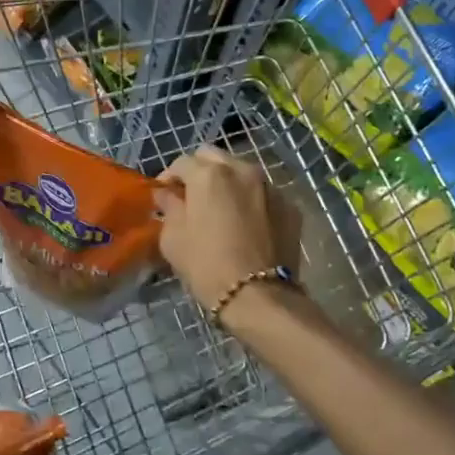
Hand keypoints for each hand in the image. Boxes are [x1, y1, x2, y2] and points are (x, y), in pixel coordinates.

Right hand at [154, 147, 301, 315]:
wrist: (258, 296)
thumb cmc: (206, 265)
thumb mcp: (173, 238)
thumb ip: (168, 208)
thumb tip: (166, 194)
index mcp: (209, 174)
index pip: (182, 162)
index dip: (169, 177)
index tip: (164, 195)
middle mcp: (242, 170)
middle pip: (214, 158)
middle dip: (200, 171)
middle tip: (192, 196)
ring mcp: (271, 186)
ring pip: (242, 173)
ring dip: (228, 184)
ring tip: (221, 209)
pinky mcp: (290, 206)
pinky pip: (264, 194)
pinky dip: (252, 202)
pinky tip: (246, 225)